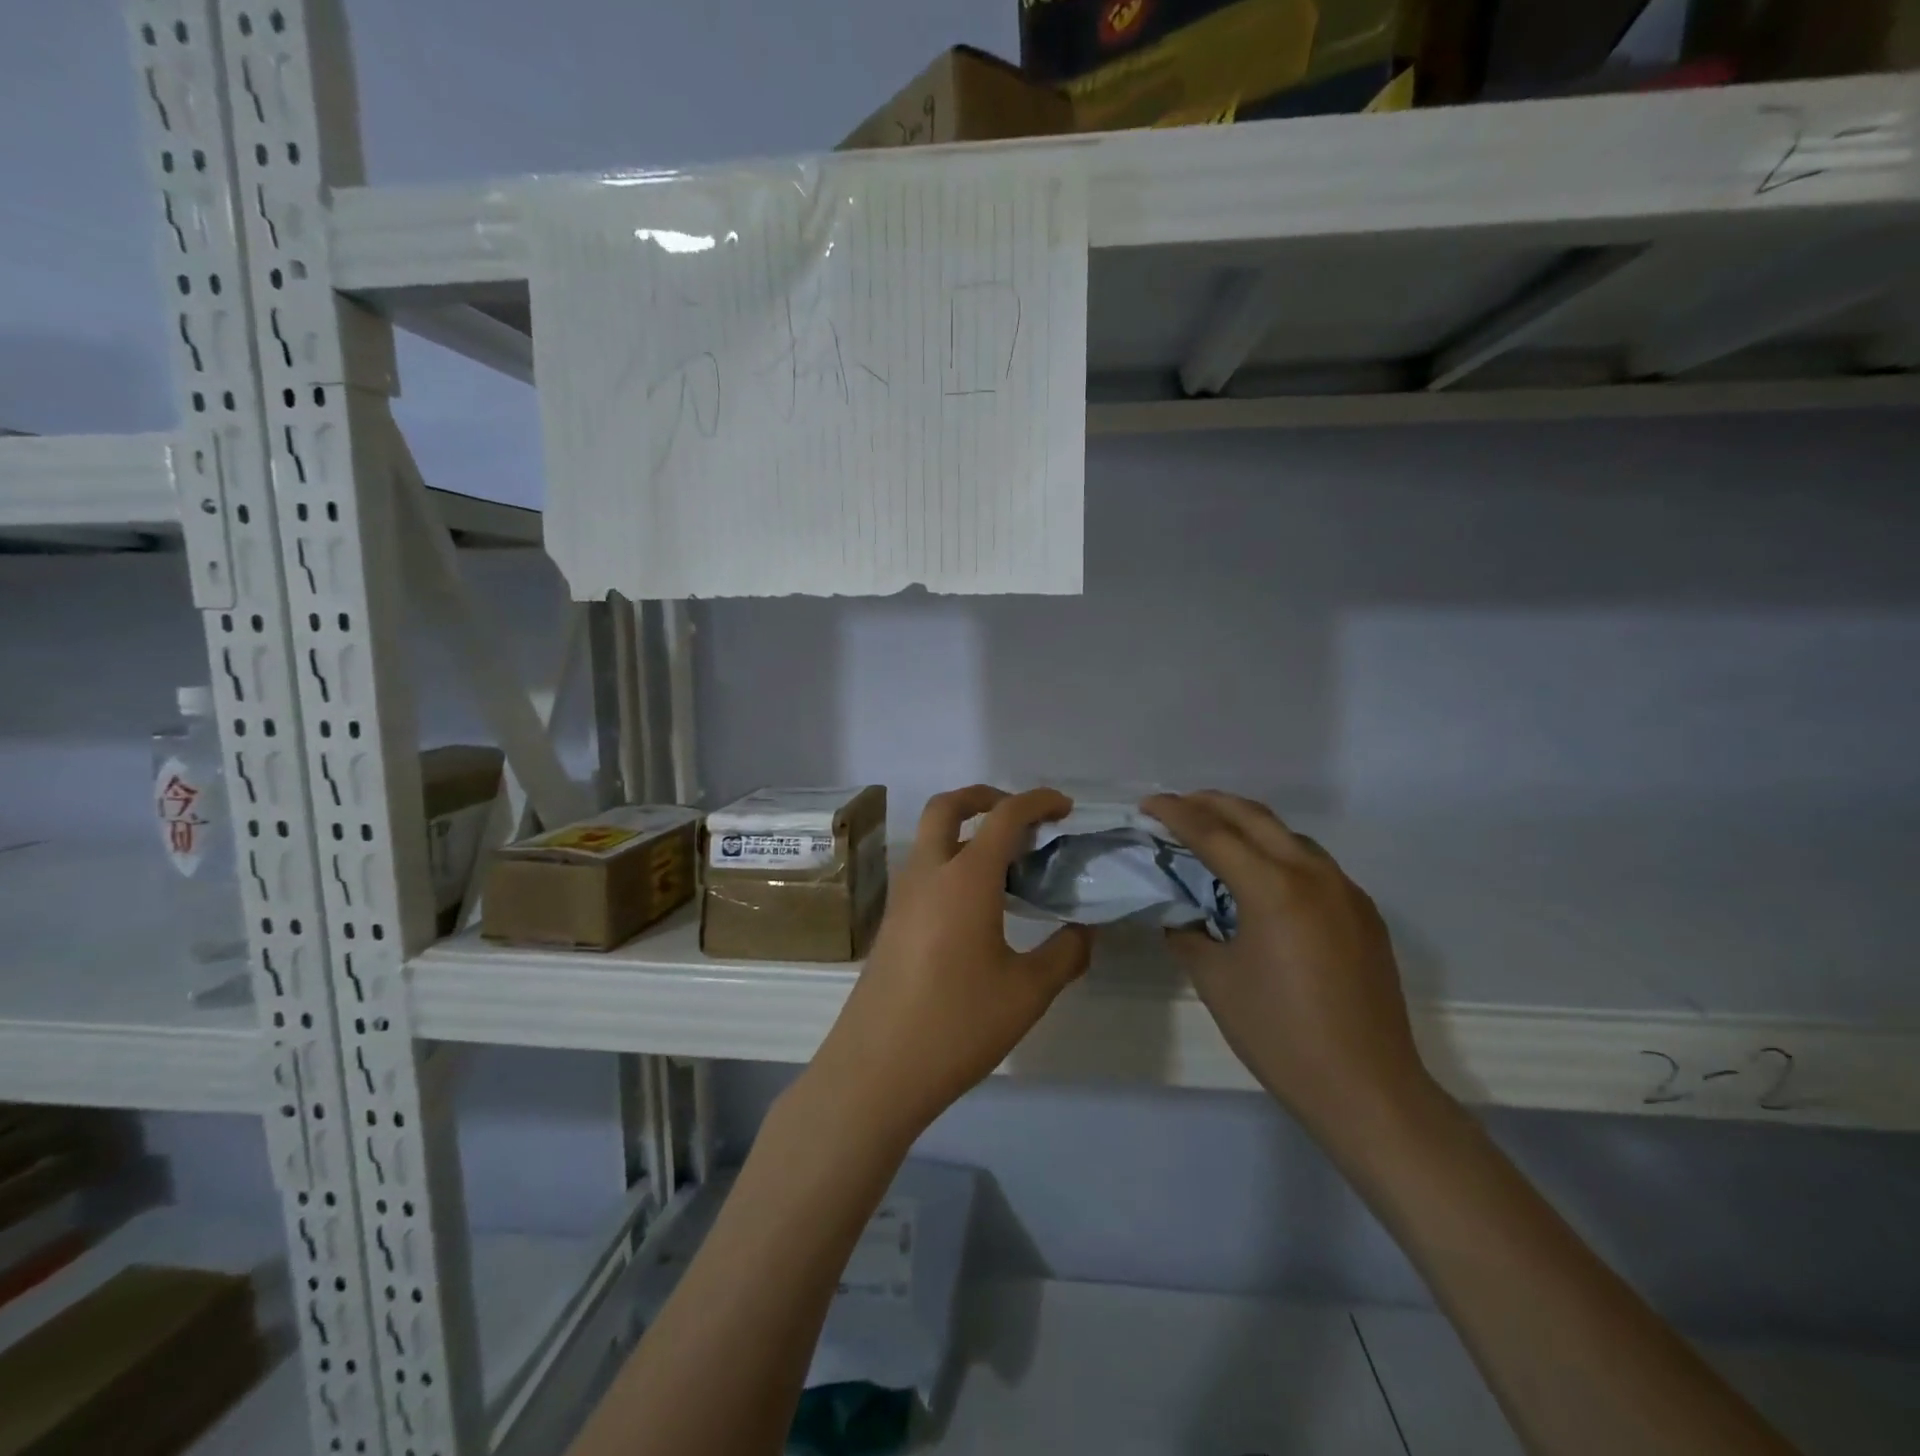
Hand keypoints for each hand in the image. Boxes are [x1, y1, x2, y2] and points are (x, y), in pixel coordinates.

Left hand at [807, 786, 1093, 1144]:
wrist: (877, 1069)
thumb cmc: (958, 1025)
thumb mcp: (1028, 993)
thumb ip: (1065, 953)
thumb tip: (1083, 931)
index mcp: (965, 878)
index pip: (1004, 817)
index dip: (1037, 801)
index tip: (1065, 807)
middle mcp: (928, 873)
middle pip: (948, 806)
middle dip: (985, 797)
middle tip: (1021, 816)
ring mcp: (903, 896)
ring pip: (931, 837)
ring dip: (966, 830)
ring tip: (1008, 863)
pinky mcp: (892, 921)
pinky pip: (924, 869)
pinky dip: (953, 861)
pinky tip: (979, 903)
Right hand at [1144, 792, 1432, 1141]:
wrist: (1366, 1089)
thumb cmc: (1279, 1034)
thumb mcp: (1215, 981)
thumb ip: (1190, 934)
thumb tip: (1180, 915)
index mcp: (1273, 888)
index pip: (1213, 833)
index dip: (1175, 813)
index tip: (1146, 803)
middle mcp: (1314, 875)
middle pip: (1255, 817)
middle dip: (1211, 803)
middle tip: (1176, 806)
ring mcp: (1346, 892)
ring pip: (1289, 836)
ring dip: (1248, 825)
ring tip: (1215, 835)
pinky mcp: (1364, 914)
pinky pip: (1314, 865)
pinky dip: (1278, 854)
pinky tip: (1262, 879)